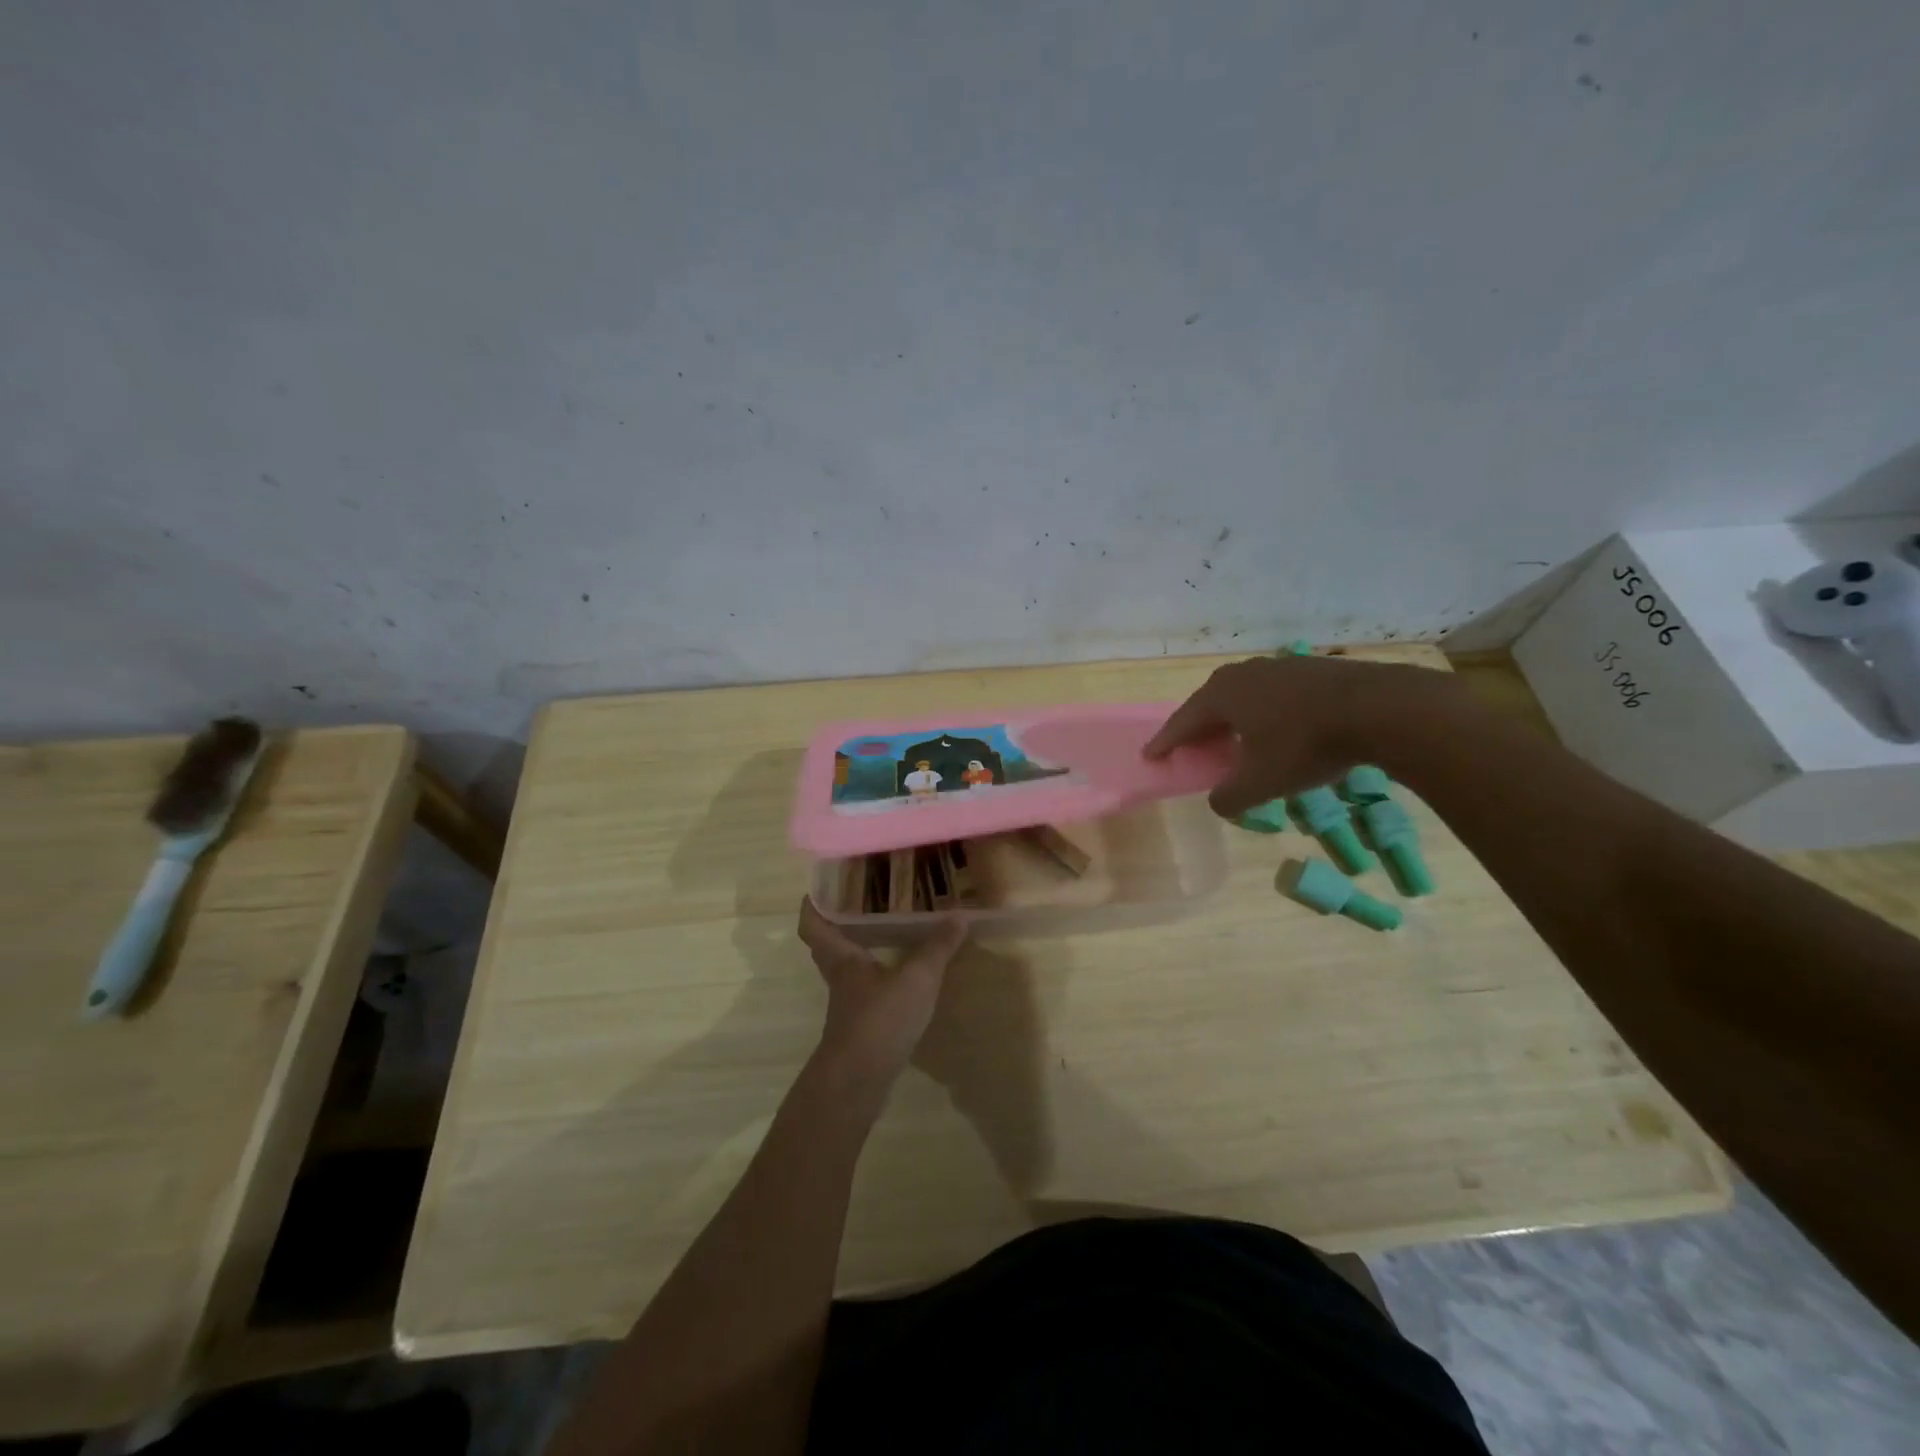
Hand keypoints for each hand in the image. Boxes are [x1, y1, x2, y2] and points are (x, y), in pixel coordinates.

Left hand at [798, 897, 968, 1083]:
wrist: (859, 1082)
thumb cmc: (880, 1019)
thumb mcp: (917, 979)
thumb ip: (937, 948)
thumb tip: (959, 915)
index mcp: (842, 958)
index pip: (813, 926)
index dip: (813, 906)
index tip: (819, 887)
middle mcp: (839, 978)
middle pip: (828, 946)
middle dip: (839, 925)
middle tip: (860, 903)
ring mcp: (847, 1005)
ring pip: (846, 969)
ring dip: (859, 951)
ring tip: (884, 932)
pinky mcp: (860, 1027)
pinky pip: (864, 991)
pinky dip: (876, 978)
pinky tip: (898, 977)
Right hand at [1144, 654, 1460, 816]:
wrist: (1379, 708)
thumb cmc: (1306, 745)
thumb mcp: (1262, 783)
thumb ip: (1231, 797)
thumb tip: (1219, 802)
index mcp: (1222, 696)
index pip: (1182, 721)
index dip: (1165, 741)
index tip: (1150, 755)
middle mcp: (1243, 674)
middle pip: (1209, 702)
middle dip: (1197, 725)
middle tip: (1190, 745)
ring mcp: (1278, 666)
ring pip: (1242, 694)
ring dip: (1232, 717)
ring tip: (1232, 736)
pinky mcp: (1310, 669)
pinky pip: (1271, 693)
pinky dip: (1263, 711)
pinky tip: (1276, 727)